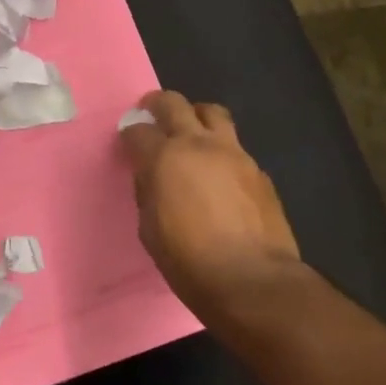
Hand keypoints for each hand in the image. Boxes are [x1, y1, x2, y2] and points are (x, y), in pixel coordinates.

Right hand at [118, 90, 301, 324]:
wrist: (252, 280)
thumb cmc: (189, 261)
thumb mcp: (150, 229)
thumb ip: (148, 193)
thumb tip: (151, 178)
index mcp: (164, 158)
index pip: (138, 132)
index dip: (129, 135)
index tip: (127, 144)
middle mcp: (198, 144)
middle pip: (175, 104)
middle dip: (157, 104)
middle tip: (151, 112)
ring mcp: (234, 153)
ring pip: (213, 113)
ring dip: (196, 115)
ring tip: (190, 130)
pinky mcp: (258, 170)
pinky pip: (235, 146)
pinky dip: (221, 149)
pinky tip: (219, 172)